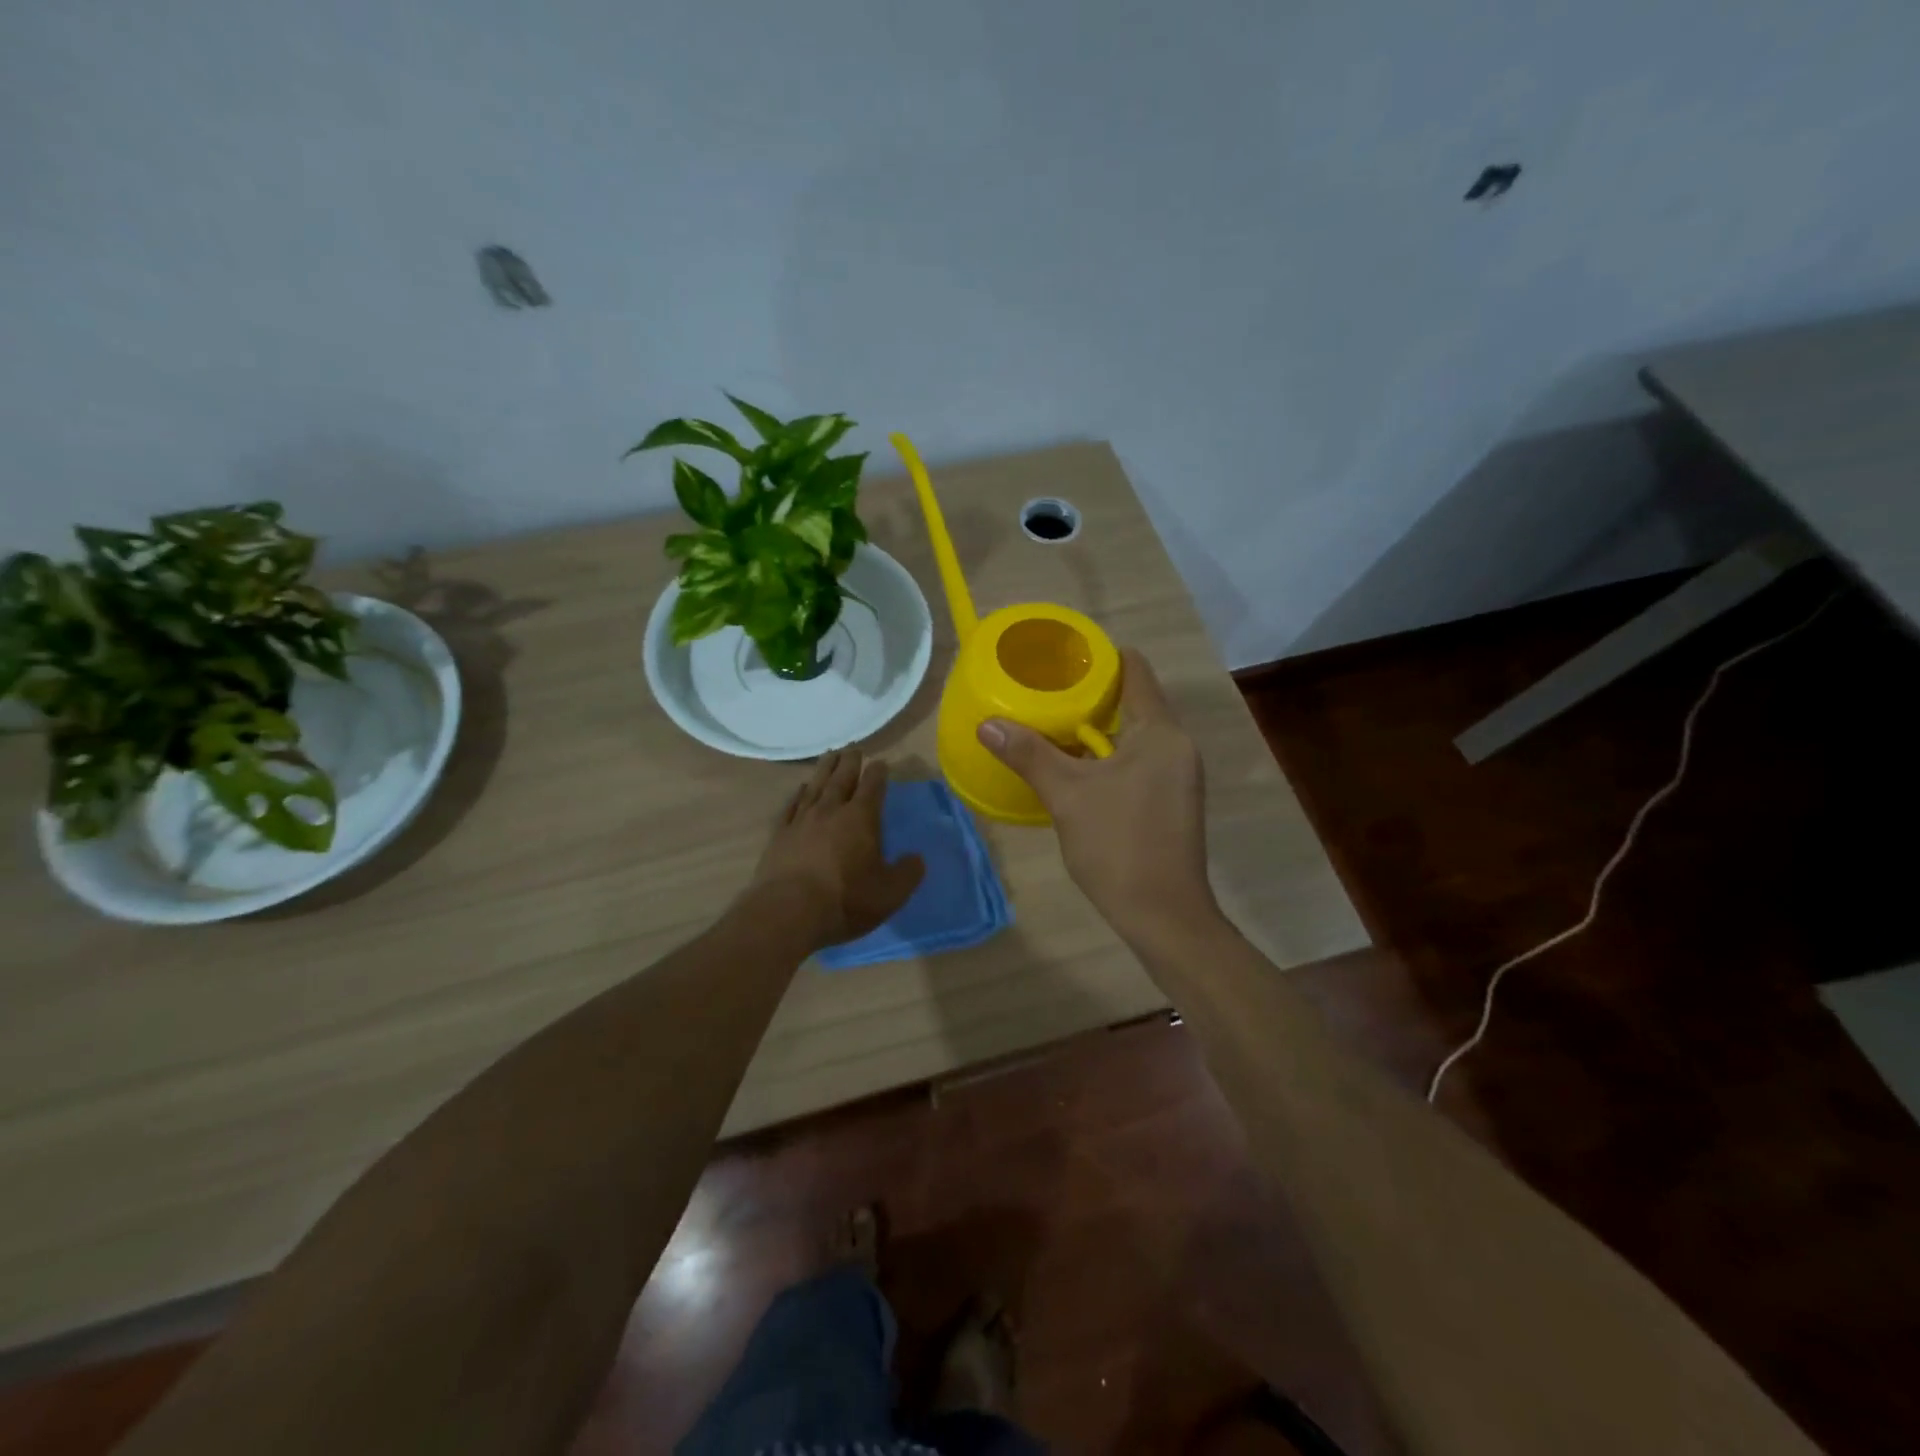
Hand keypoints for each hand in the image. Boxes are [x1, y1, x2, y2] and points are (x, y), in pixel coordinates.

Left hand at [748, 748, 925, 949]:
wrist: (787, 913)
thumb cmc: (845, 901)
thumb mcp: (890, 893)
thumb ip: (908, 873)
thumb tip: (917, 858)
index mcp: (861, 819)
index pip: (873, 786)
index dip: (879, 773)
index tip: (882, 762)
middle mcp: (831, 811)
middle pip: (842, 778)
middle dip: (850, 762)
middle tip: (854, 748)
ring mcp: (801, 821)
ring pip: (815, 786)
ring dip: (825, 769)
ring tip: (830, 755)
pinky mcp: (779, 835)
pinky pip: (790, 806)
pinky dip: (797, 794)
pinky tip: (800, 789)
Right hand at [978, 649, 1216, 942]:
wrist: (1163, 916)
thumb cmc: (1118, 845)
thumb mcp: (1067, 795)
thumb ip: (1029, 754)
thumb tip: (988, 724)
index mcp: (1160, 732)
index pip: (1136, 671)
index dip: (1100, 658)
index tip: (1061, 658)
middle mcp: (1177, 746)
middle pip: (1134, 702)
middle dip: (1091, 696)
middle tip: (1045, 692)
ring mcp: (1178, 776)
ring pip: (1135, 736)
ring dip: (1097, 730)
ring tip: (1052, 726)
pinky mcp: (1172, 801)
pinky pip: (1139, 761)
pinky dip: (1109, 757)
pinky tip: (1075, 769)